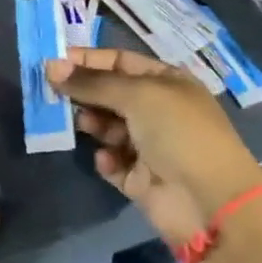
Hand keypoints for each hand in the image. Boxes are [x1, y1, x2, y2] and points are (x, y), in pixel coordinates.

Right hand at [46, 47, 261, 244]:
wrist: (210, 202)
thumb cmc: (179, 133)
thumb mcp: (136, 95)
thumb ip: (91, 82)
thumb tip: (51, 67)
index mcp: (166, 82)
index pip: (119, 61)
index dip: (88, 60)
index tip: (53, 62)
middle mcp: (158, 110)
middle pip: (110, 94)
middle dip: (84, 93)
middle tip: (54, 94)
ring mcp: (150, 146)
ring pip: (107, 127)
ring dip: (93, 124)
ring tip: (85, 125)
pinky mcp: (140, 179)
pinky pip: (112, 161)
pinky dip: (106, 159)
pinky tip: (107, 160)